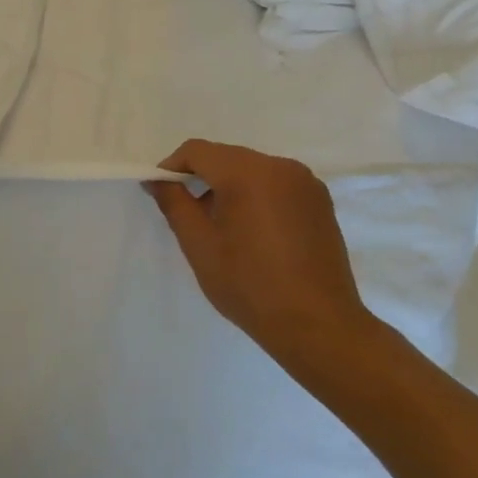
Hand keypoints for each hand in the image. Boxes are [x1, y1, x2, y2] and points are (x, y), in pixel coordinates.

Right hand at [147, 139, 382, 379]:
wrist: (317, 326)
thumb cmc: (248, 284)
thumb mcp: (198, 243)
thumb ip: (173, 202)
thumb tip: (156, 180)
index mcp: (248, 172)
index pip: (197, 151)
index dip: (172, 167)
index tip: (161, 193)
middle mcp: (281, 167)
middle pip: (226, 157)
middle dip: (201, 177)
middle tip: (187, 213)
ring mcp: (306, 183)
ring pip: (251, 170)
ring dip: (228, 186)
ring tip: (220, 226)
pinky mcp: (320, 202)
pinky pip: (275, 185)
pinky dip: (255, 195)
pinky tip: (251, 231)